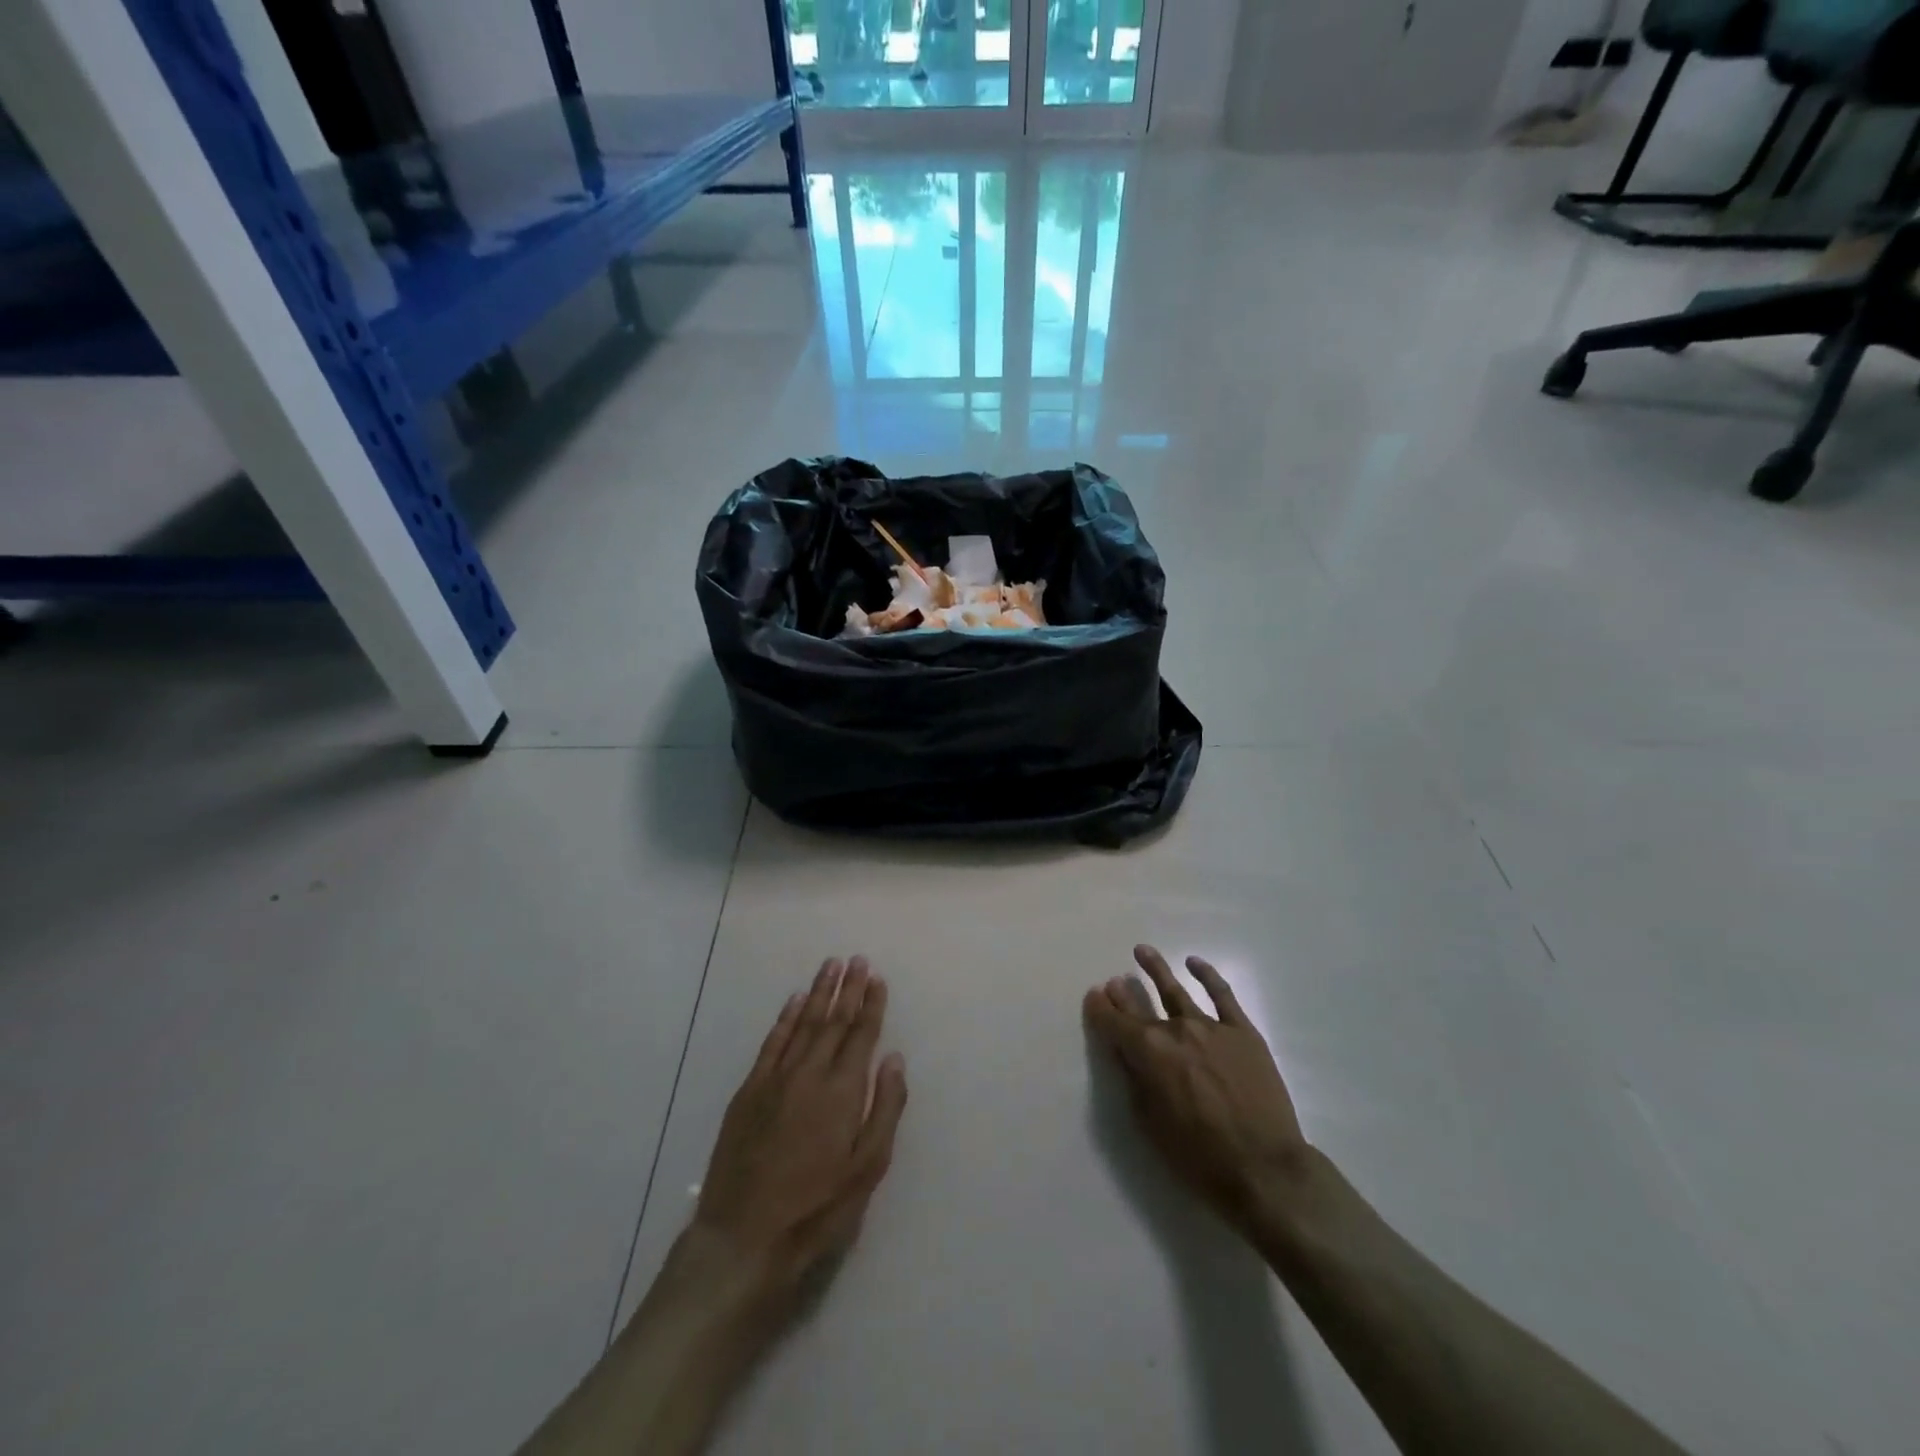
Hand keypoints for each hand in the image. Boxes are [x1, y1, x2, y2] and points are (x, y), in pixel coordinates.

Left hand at [694, 956, 907, 1302]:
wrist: (744, 1238)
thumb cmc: (817, 1209)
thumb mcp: (868, 1169)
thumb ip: (885, 1109)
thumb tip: (894, 1059)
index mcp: (843, 1091)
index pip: (861, 1035)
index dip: (871, 1005)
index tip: (876, 978)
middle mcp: (810, 1073)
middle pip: (833, 1020)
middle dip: (847, 988)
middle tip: (857, 959)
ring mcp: (776, 1079)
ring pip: (802, 1023)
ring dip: (818, 992)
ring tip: (830, 966)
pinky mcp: (750, 1091)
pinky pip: (771, 1042)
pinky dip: (784, 1018)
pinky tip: (793, 1000)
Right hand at [1084, 946, 1308, 1238]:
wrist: (1265, 1169)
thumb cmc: (1199, 1157)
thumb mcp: (1149, 1123)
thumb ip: (1135, 1079)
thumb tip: (1126, 1051)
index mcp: (1147, 1052)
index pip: (1114, 1022)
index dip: (1100, 1008)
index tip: (1093, 996)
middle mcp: (1174, 1030)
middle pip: (1141, 1004)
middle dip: (1123, 992)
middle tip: (1114, 982)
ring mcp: (1210, 1027)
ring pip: (1176, 990)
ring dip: (1156, 969)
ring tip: (1142, 952)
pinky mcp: (1242, 1032)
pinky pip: (1222, 994)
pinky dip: (1207, 975)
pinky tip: (1194, 963)